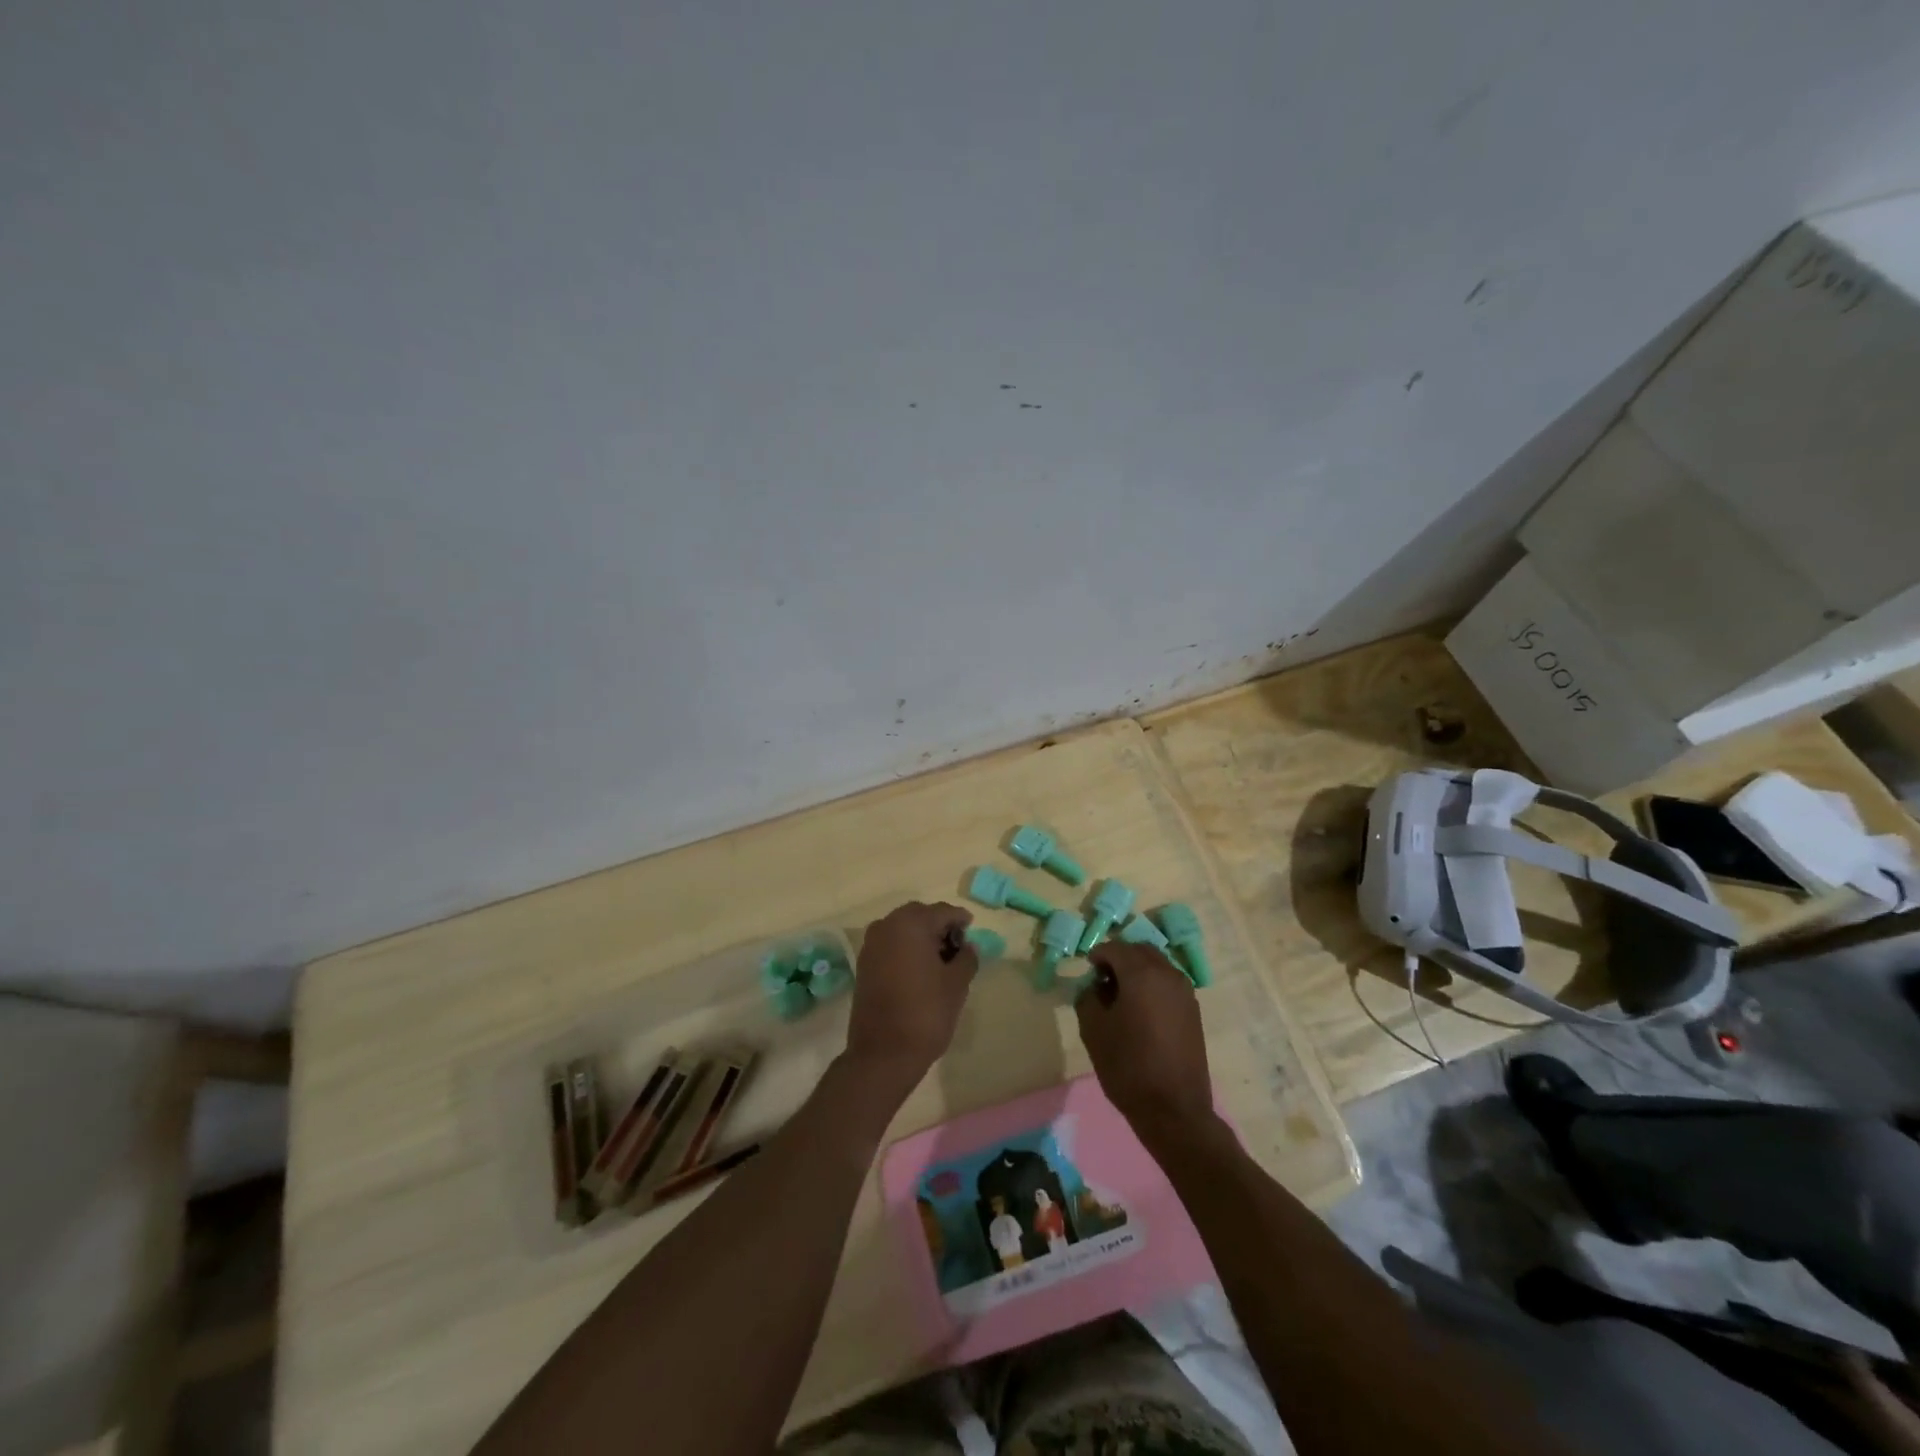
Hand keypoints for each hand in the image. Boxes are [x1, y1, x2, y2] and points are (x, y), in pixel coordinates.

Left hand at [845, 901, 978, 1097]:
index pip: (942, 912)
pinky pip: (890, 944)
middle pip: (920, 916)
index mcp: (911, 924)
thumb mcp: (957, 984)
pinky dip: (906, 949)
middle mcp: (887, 926)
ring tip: (940, 960)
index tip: (972, 930)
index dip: (960, 920)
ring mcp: (871, 945)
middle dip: (939, 926)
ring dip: (921, 937)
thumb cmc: (926, 1013)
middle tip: (958, 946)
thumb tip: (968, 946)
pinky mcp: (864, 964)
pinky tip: (920, 970)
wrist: (883, 1054)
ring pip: (903, 929)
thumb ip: (967, 957)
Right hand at [1075, 942, 1214, 1141]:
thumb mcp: (1093, 1030)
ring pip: (1157, 964)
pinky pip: (1168, 982)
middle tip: (1102, 980)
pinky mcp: (1193, 1010)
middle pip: (1139, 950)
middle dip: (1119, 958)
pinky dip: (1152, 984)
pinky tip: (1141, 1010)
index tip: (1086, 973)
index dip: (1097, 956)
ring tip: (1121, 996)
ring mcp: (1185, 991)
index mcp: (1141, 974)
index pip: (1114, 949)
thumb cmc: (1128, 1067)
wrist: (1173, 1109)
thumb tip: (1095, 986)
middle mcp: (1167, 974)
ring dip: (1137, 970)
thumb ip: (1088, 998)